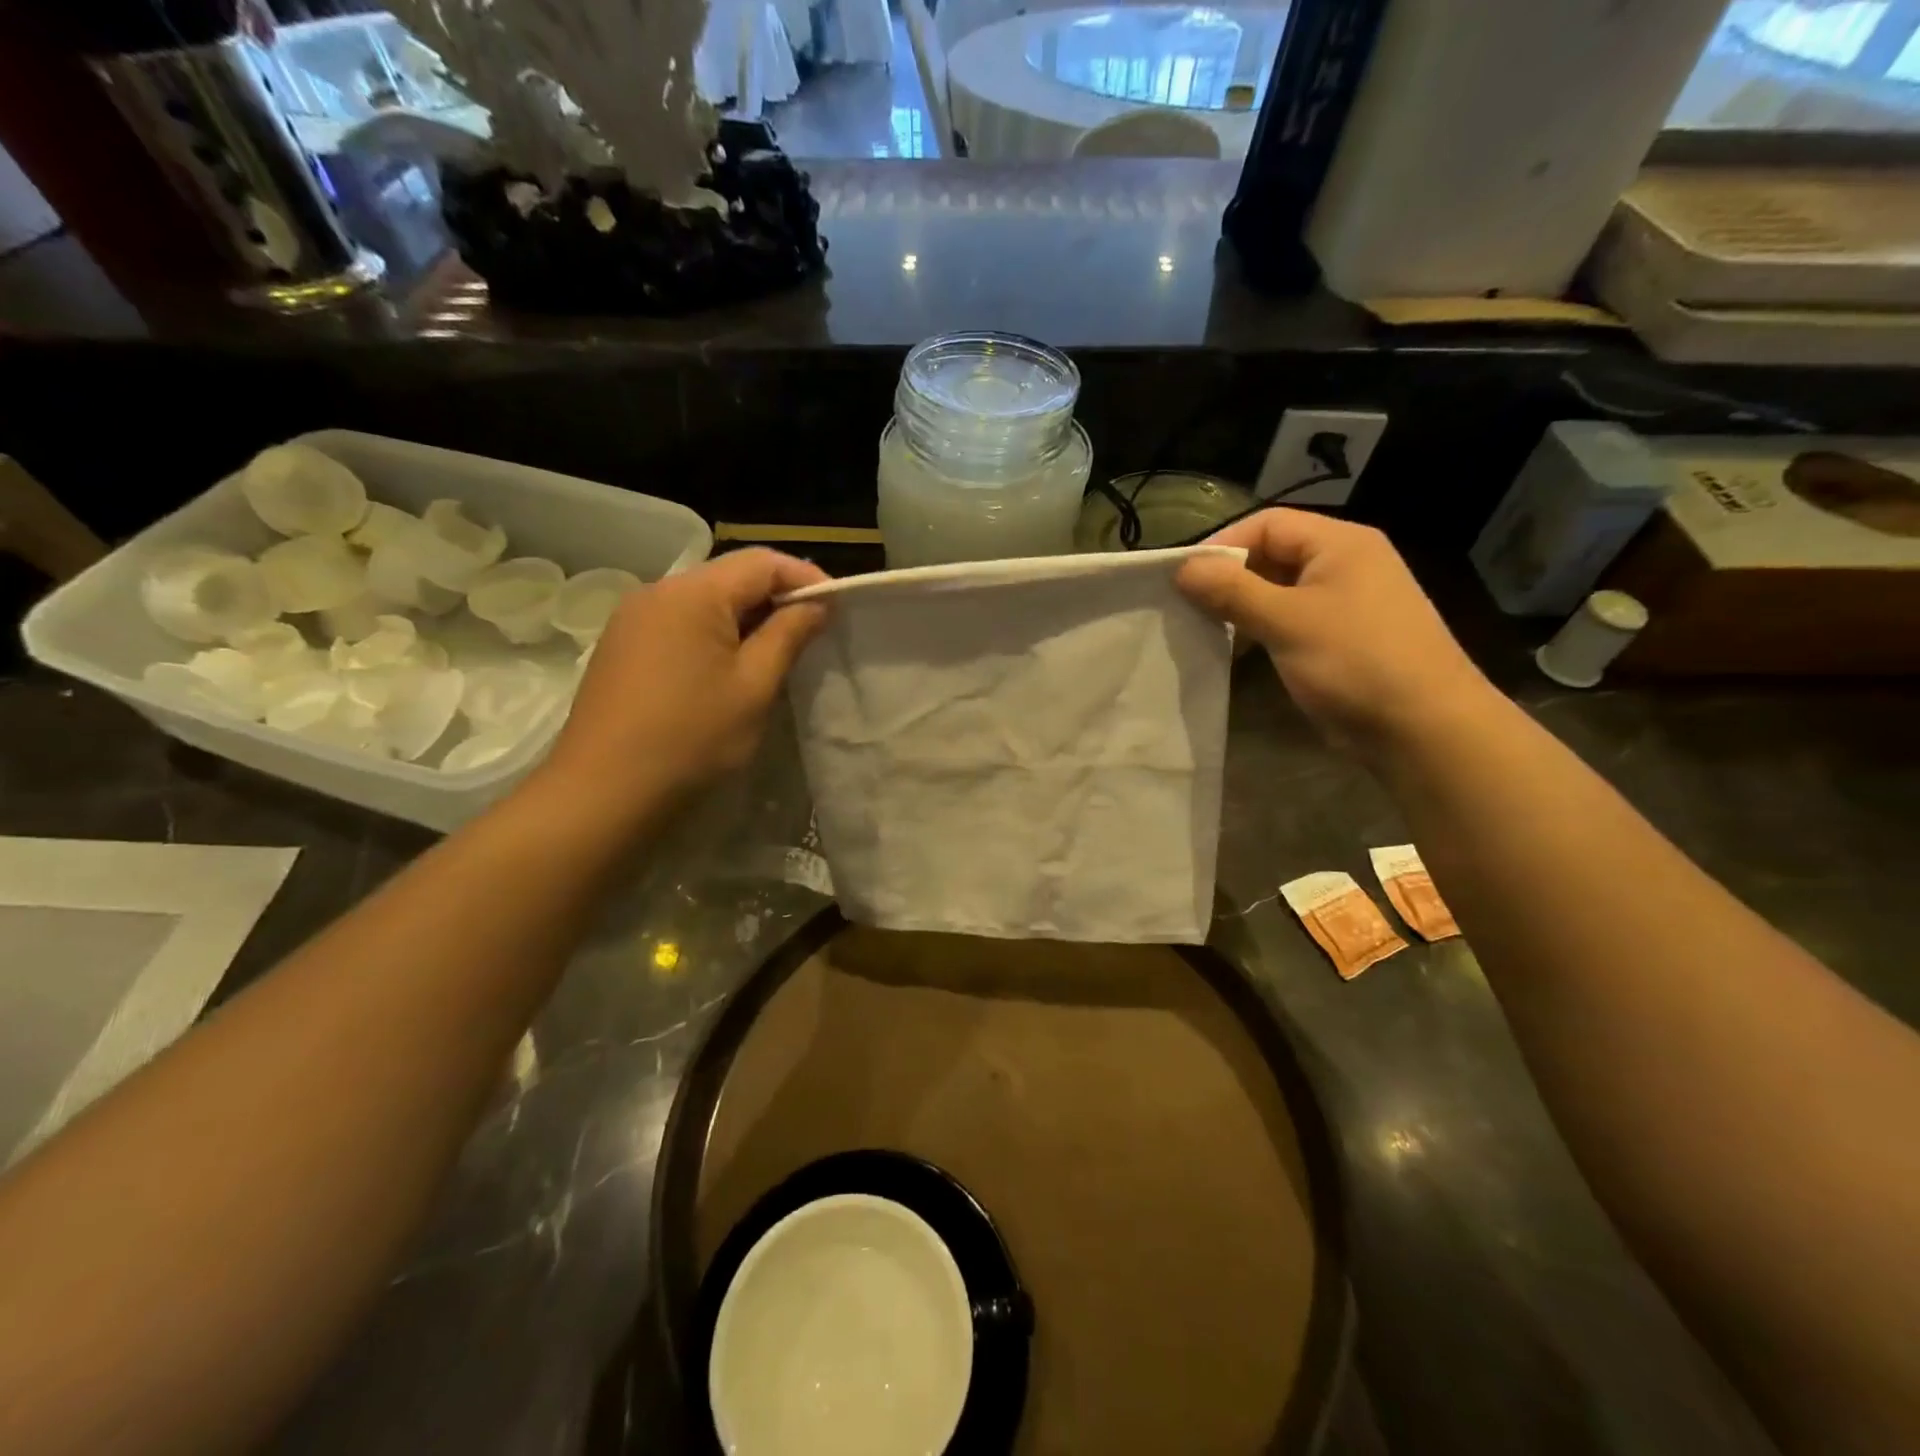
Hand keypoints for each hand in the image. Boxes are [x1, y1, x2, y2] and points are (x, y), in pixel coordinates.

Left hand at [539, 549, 828, 812]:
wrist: (603, 793)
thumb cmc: (691, 738)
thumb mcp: (754, 686)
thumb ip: (789, 634)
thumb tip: (818, 602)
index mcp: (693, 593)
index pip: (762, 562)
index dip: (805, 578)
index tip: (837, 609)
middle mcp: (658, 591)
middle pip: (731, 576)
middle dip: (777, 597)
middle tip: (813, 633)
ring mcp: (633, 618)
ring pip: (705, 601)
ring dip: (746, 618)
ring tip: (777, 653)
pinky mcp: (622, 646)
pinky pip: (681, 623)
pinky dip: (715, 634)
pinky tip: (729, 668)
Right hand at [1177, 510, 1497, 754]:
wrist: (1423, 729)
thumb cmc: (1355, 662)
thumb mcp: (1287, 621)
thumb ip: (1232, 591)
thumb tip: (1183, 568)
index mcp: (1340, 544)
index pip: (1268, 524)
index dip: (1222, 544)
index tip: (1181, 578)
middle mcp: (1345, 564)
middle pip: (1272, 555)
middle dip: (1228, 577)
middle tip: (1186, 605)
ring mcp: (1345, 604)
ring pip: (1278, 591)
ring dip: (1240, 607)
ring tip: (1202, 628)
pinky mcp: (1340, 640)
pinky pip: (1290, 621)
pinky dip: (1260, 630)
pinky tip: (1233, 651)